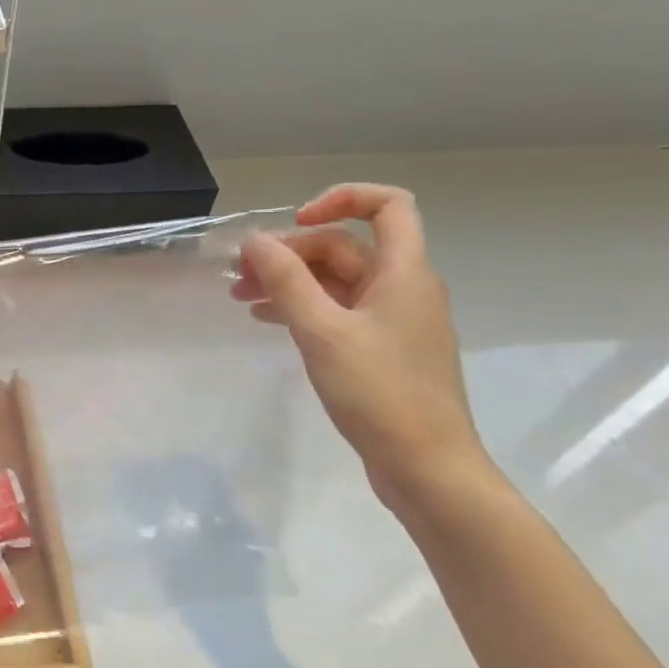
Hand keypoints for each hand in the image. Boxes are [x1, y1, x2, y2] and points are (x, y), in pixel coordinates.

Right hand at [233, 183, 489, 510]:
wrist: (427, 467)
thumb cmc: (379, 393)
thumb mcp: (322, 331)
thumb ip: (287, 281)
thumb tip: (254, 240)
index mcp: (404, 273)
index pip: (387, 206)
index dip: (340, 200)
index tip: (293, 224)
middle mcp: (404, 288)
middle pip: (346, 248)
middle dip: (291, 253)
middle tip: (241, 275)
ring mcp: (394, 322)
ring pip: (337, 282)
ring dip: (290, 282)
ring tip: (241, 298)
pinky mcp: (382, 351)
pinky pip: (339, 312)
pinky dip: (303, 308)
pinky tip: (268, 321)